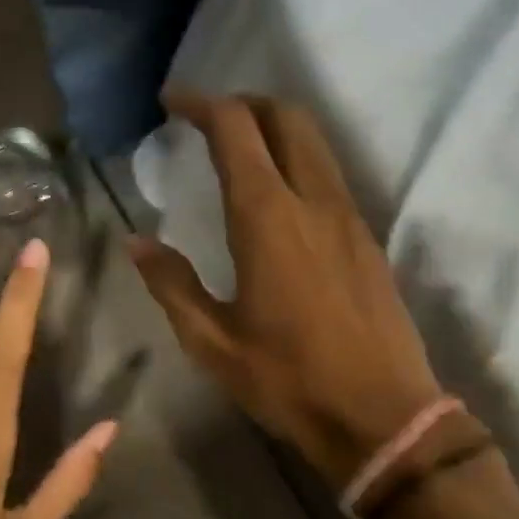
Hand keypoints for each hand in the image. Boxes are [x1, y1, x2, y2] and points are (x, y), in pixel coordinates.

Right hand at [130, 93, 450, 488]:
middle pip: (287, 117)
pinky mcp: (369, 240)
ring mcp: (350, 217)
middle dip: (245, 103)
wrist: (382, 415)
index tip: (172, 102)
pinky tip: (281, 198)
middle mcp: (314, 201)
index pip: (236, 128)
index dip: (202, 103)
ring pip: (316, 143)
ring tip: (242, 150)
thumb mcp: (213, 342)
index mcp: (268, 218)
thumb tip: (136, 242)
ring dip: (277, 128)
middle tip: (209, 119)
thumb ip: (171, 285)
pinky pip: (332, 176)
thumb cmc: (289, 381)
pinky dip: (301, 161)